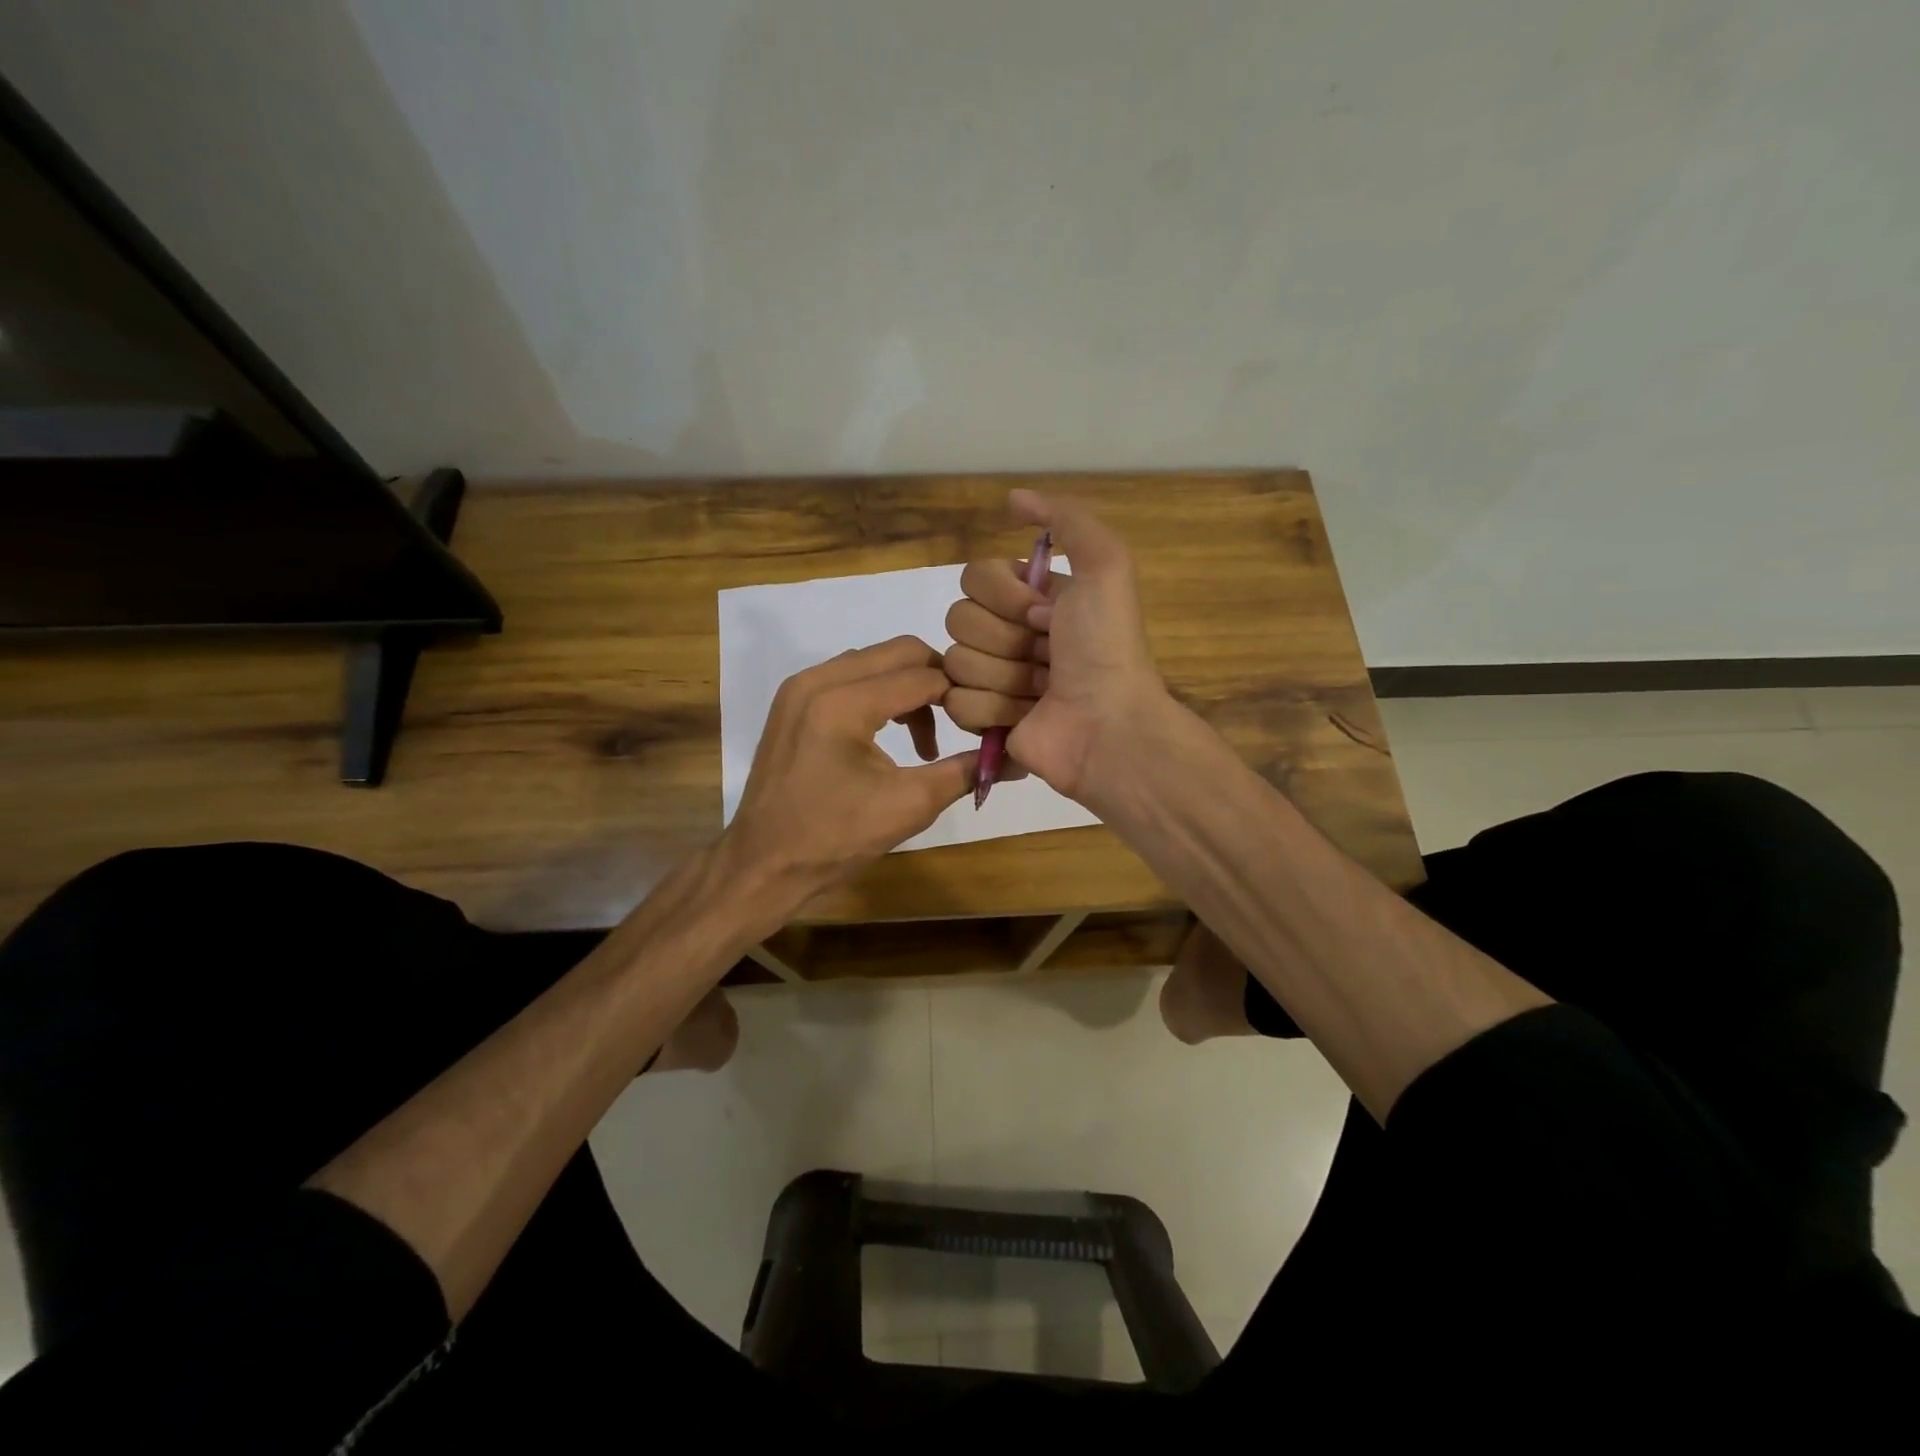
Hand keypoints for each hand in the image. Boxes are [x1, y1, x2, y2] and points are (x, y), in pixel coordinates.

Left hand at [722, 636, 976, 909]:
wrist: (763, 864)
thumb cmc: (835, 839)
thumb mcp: (909, 805)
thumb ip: (963, 771)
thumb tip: (1012, 755)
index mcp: (843, 703)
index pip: (923, 676)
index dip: (961, 694)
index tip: (985, 720)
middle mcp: (817, 679)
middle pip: (899, 652)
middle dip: (937, 681)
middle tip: (960, 720)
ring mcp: (798, 687)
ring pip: (873, 661)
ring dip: (907, 687)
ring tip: (924, 740)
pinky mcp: (791, 701)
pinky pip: (849, 676)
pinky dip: (878, 693)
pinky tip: (889, 734)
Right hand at [942, 490, 1167, 807]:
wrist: (1109, 725)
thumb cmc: (1106, 647)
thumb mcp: (1105, 566)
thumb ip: (1065, 519)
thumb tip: (1012, 499)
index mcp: (1030, 598)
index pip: (974, 578)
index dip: (1005, 597)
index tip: (1045, 614)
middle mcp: (1007, 633)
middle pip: (958, 619)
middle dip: (1006, 639)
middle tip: (1047, 657)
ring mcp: (992, 678)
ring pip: (955, 662)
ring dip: (1004, 677)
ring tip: (1041, 690)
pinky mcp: (982, 720)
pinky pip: (955, 702)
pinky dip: (993, 709)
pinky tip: (1024, 716)